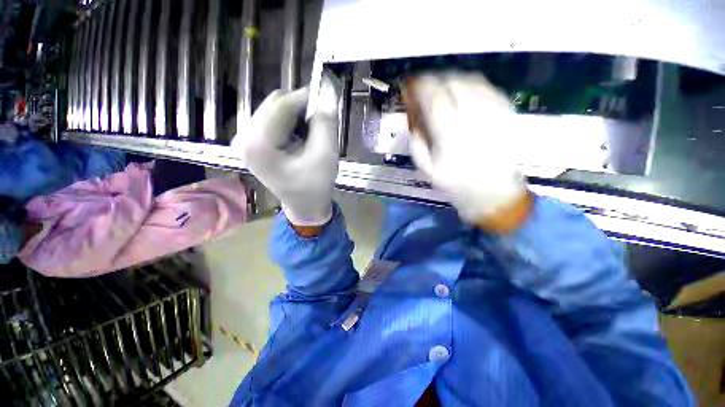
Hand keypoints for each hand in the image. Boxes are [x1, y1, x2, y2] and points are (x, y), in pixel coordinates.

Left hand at [234, 76, 339, 226]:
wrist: (305, 206)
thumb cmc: (315, 187)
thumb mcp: (325, 156)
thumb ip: (326, 123)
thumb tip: (328, 90)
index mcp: (258, 144)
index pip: (282, 105)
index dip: (307, 97)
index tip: (329, 95)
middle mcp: (245, 137)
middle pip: (275, 104)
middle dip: (301, 106)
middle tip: (322, 118)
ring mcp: (247, 140)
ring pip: (274, 110)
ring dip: (297, 114)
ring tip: (313, 131)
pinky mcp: (254, 143)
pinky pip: (273, 120)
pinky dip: (291, 122)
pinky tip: (302, 136)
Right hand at [406, 72, 530, 231]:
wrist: (492, 192)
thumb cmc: (456, 184)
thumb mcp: (427, 169)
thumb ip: (417, 143)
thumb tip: (413, 122)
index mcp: (450, 133)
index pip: (434, 97)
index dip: (422, 86)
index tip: (414, 85)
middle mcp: (473, 117)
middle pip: (453, 83)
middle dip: (436, 80)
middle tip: (428, 87)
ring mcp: (493, 113)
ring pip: (472, 82)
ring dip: (454, 80)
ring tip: (444, 87)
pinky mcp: (506, 114)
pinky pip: (488, 89)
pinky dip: (473, 86)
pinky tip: (465, 93)